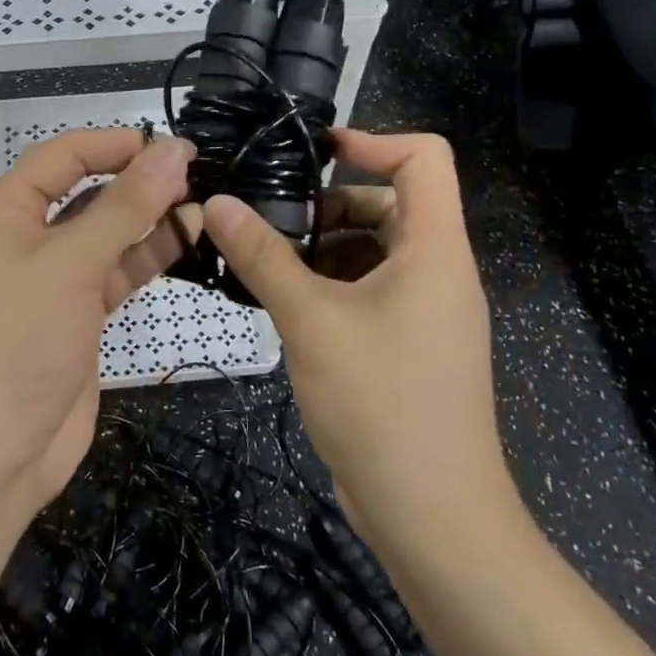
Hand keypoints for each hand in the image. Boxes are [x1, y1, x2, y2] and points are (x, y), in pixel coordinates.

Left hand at [0, 129, 195, 522]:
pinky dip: (146, 255)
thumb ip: (125, 207)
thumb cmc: (16, 340)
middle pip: (84, 192)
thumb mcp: (70, 264)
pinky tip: (188, 237)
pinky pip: (112, 272)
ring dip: (148, 218)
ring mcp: (49, 280)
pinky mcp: (74, 315)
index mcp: (0, 211)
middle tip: (196, 171)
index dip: (115, 144)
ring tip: (203, 201)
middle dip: (136, 180)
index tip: (171, 144)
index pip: (62, 156)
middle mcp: (21, 237)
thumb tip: (172, 151)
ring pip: (104, 234)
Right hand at [201, 130, 513, 544]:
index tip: (315, 151)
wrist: (433, 516)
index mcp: (435, 250)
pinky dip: (331, 284)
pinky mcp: (409, 344)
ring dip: (324, 247)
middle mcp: (438, 271)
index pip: (426, 159)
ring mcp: (427, 311)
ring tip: (266, 263)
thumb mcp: (312, 321)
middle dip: (331, 203)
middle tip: (271, 220)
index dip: (374, 139)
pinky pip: (371, 290)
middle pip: (392, 203)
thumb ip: (263, 258)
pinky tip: (286, 306)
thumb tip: (217, 203)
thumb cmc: (381, 404)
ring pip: (375, 250)